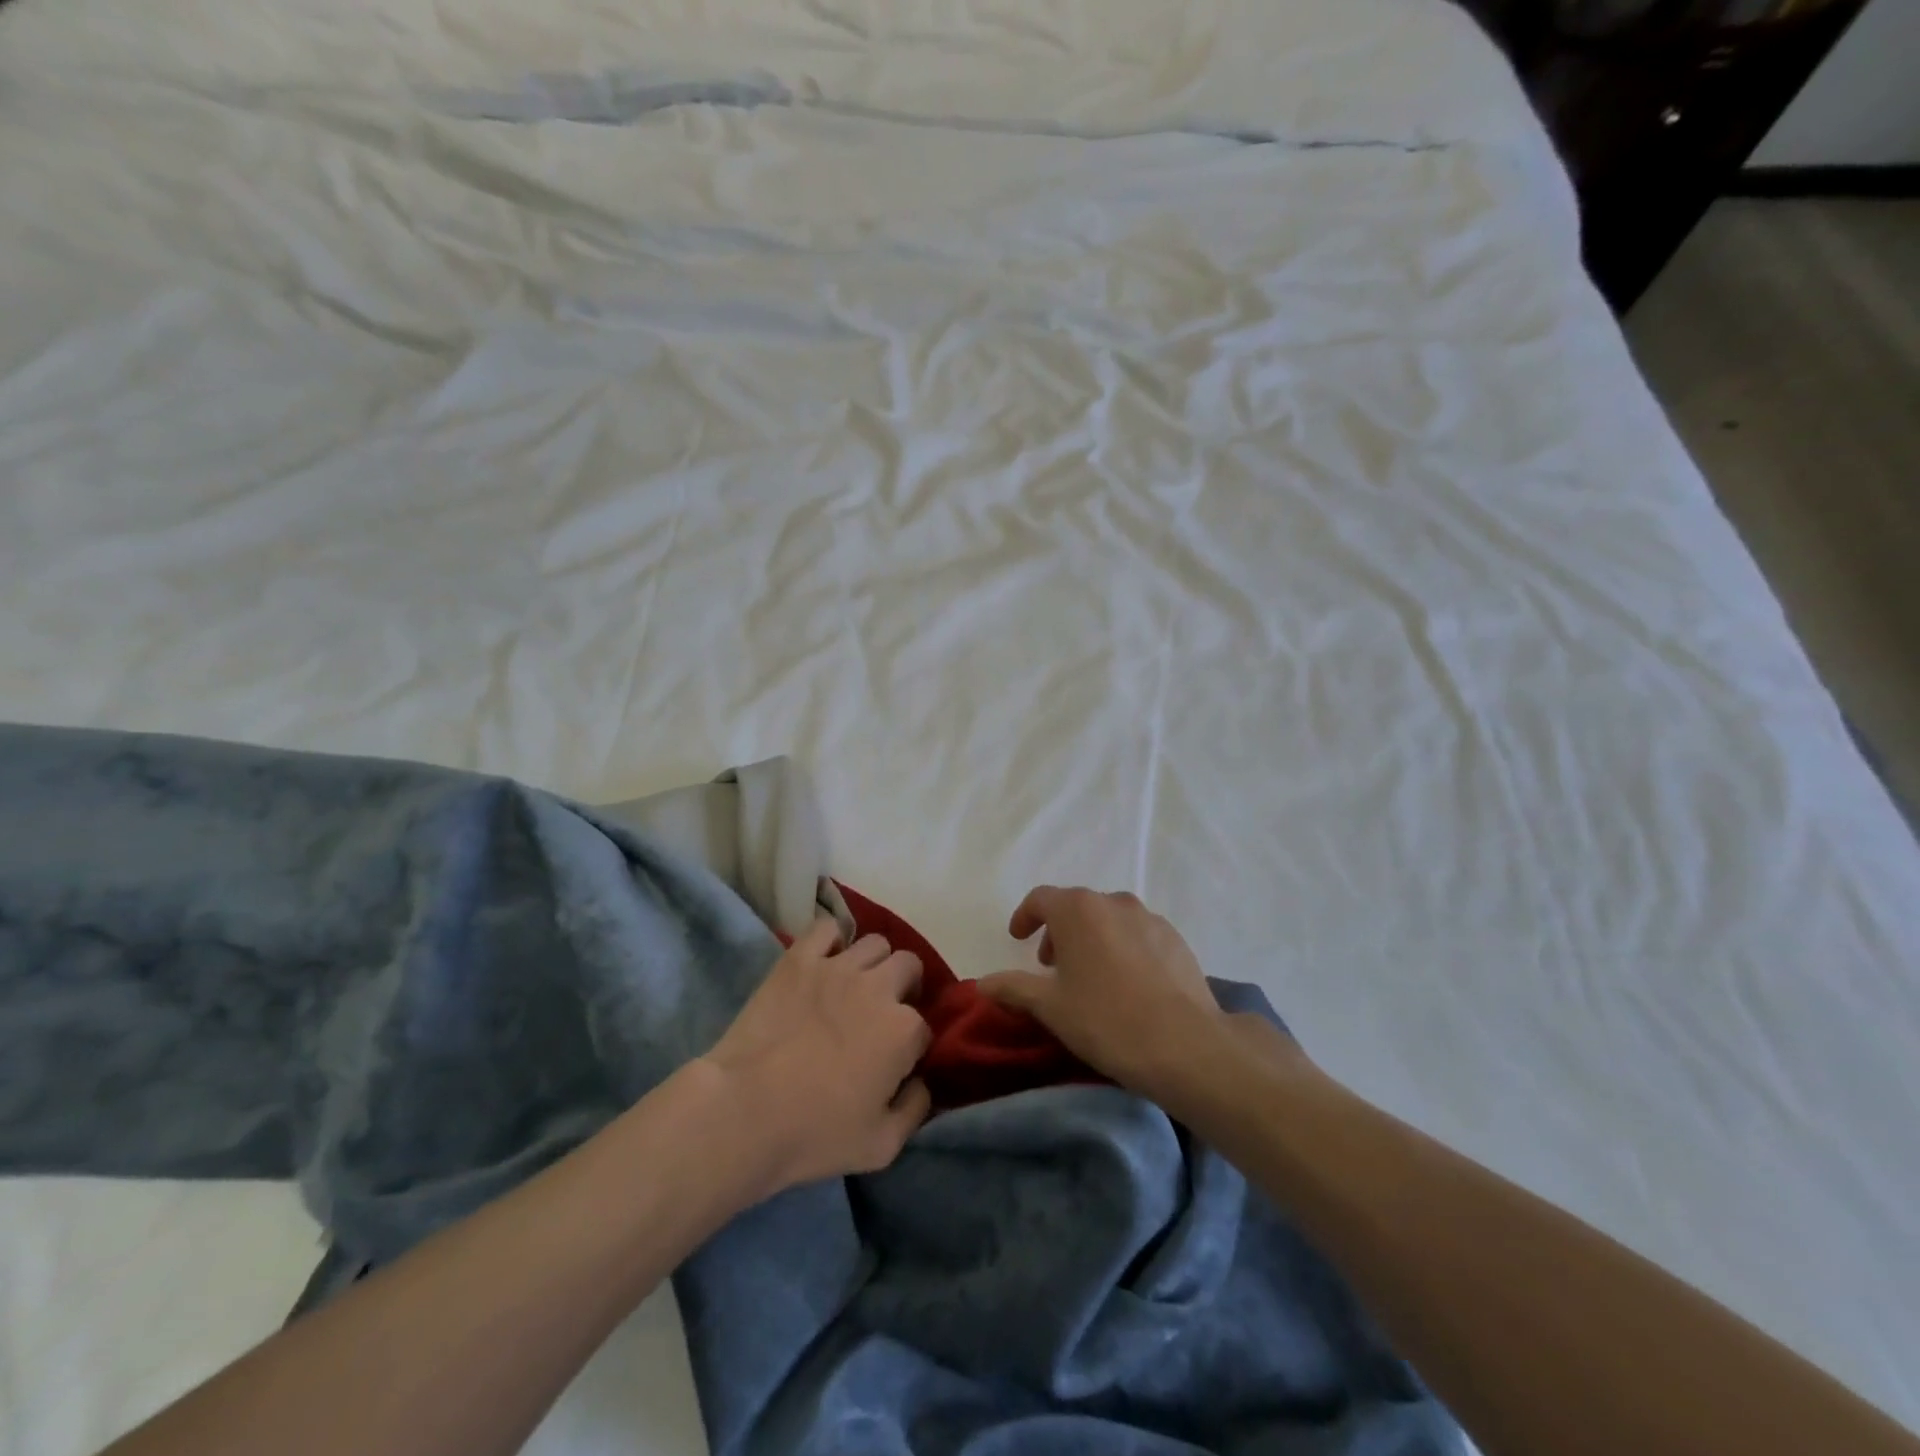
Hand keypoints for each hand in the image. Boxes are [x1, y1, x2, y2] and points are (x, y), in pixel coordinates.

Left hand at [701, 918, 932, 1191]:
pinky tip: (825, 962)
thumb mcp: (882, 1145)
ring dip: (874, 964)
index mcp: (904, 1030)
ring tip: (855, 987)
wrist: (743, 1112)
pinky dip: (832, 940)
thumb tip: (922, 1082)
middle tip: (882, 1015)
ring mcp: (837, 967)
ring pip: (875, 943)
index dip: (913, 1045)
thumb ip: (915, 1109)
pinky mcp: (799, 958)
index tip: (896, 1062)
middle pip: (908, 966)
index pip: (924, 1026)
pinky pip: (827, 927)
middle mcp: (878, 987)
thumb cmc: (814, 1134)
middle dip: (904, 987)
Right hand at [978, 886, 1241, 1105]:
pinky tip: (1128, 985)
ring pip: (1110, 919)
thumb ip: (1013, 988)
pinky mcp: (1177, 940)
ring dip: (1093, 938)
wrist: (1185, 1045)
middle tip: (1052, 966)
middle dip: (1059, 931)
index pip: (1041, 899)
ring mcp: (1150, 919)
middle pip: (1077, 907)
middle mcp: (1114, 902)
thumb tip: (982, 983)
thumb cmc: (1105, 1020)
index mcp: (1078, 910)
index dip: (1025, 916)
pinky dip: (1124, 949)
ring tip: (1090, 976)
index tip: (1018, 938)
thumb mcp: (1050, 1007)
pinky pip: (1139, 935)